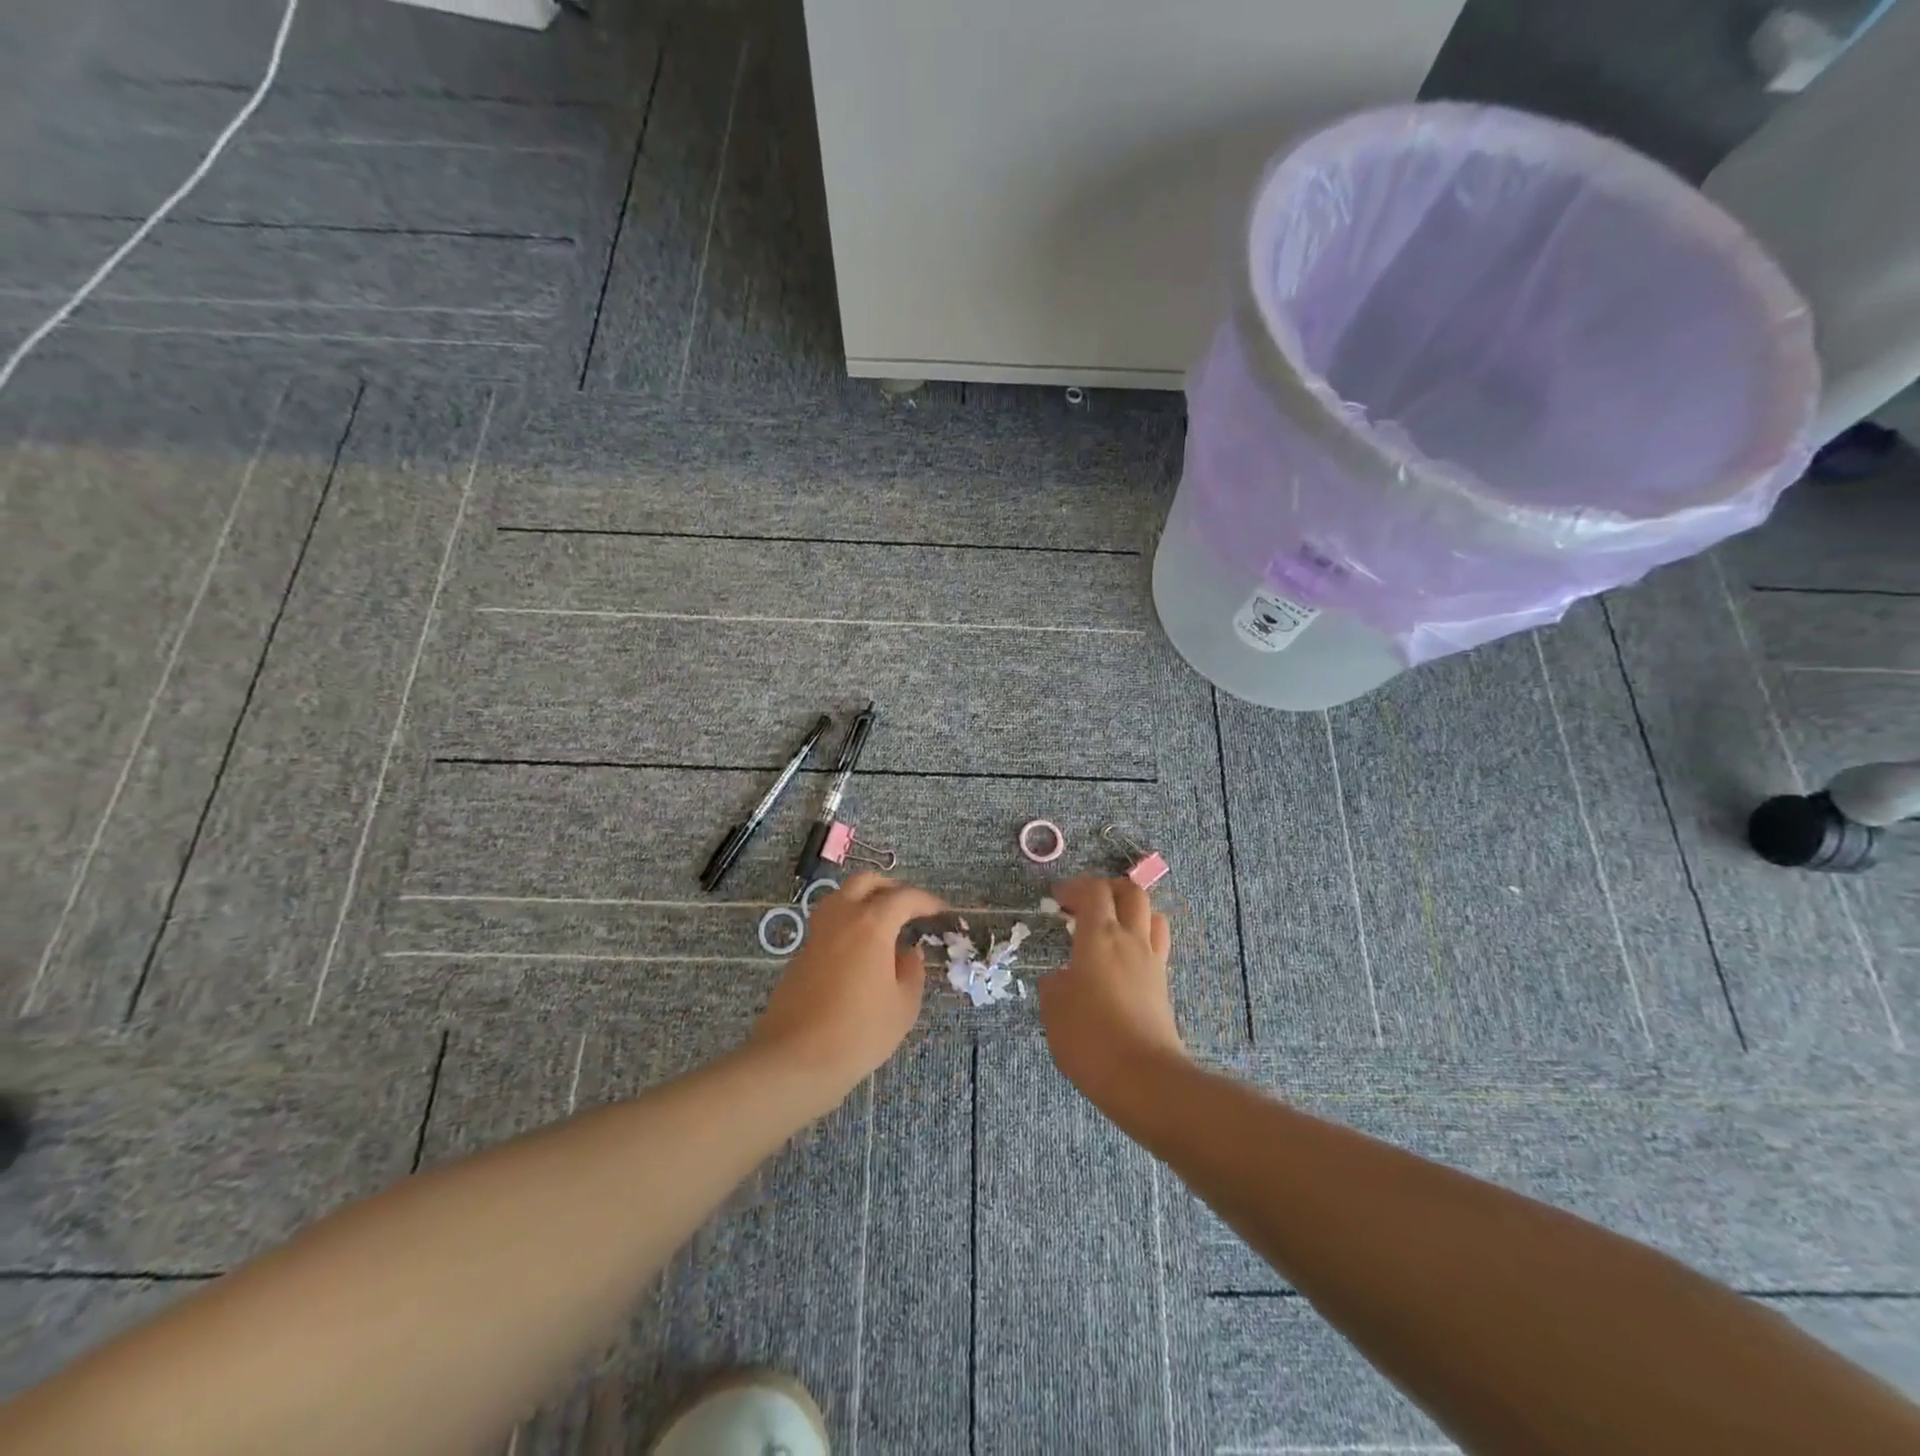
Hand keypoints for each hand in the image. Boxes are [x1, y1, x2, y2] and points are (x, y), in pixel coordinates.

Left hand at [747, 873, 946, 1107]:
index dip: (927, 901)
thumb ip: (912, 970)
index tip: (941, 912)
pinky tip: (860, 950)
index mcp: (871, 923)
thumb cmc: (859, 1032)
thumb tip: (907, 952)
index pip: (904, 897)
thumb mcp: (904, 1005)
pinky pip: (830, 922)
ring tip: (884, 924)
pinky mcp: (801, 953)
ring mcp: (817, 933)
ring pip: (842, 897)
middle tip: (909, 908)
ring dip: (865, 900)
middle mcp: (842, 917)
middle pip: (866, 883)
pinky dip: (848, 922)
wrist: (796, 1058)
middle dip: (891, 888)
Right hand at [1038, 877, 1185, 1108]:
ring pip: (1151, 915)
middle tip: (1085, 904)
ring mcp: (1152, 962)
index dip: (1074, 887)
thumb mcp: (1054, 1011)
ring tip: (1110, 926)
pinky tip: (1121, 960)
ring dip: (1130, 911)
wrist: (1145, 1079)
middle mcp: (1130, 940)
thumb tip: (1062, 979)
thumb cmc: (1090, 1039)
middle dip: (1107, 889)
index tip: (1056, 898)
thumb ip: (1054, 985)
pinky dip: (1140, 939)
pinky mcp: (1163, 985)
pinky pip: (1156, 944)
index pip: (1094, 891)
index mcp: (1099, 937)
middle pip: (1131, 892)